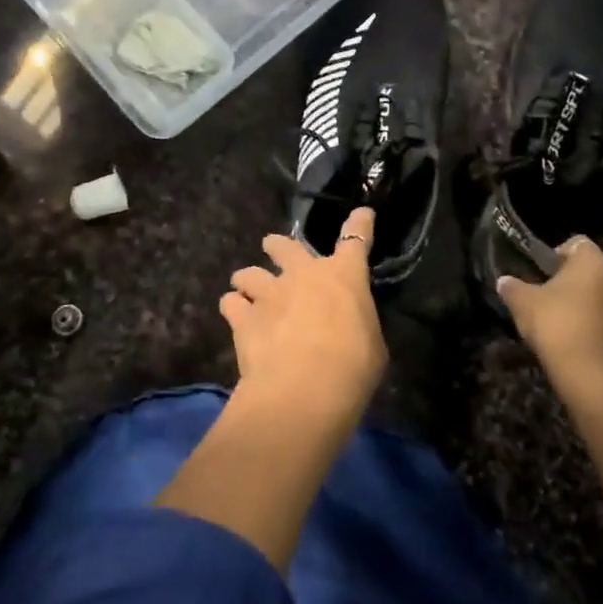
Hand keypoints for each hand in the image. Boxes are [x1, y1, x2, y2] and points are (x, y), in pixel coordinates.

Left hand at [222, 207, 386, 416]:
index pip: (356, 240)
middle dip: (277, 246)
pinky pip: (230, 303)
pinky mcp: (243, 317)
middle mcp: (303, 274)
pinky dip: (233, 308)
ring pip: (249, 272)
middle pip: (285, 246)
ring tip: (245, 291)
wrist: (304, 389)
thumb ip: (358, 325)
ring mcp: (269, 293)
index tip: (361, 214)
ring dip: (248, 279)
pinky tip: (235, 317)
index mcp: (343, 276)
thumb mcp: (371, 344)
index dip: (359, 225)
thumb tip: (349, 326)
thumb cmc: (352, 367)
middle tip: (272, 248)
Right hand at [497, 237, 602, 401]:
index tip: (543, 270)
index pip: (579, 243)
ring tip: (567, 315)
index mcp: (593, 262)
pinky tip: (578, 336)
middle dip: (579, 277)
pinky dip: (599, 322)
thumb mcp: (523, 303)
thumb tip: (504, 281)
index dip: (559, 253)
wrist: (589, 374)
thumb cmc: (556, 325)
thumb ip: (513, 287)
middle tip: (555, 292)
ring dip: (592, 300)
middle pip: (597, 268)